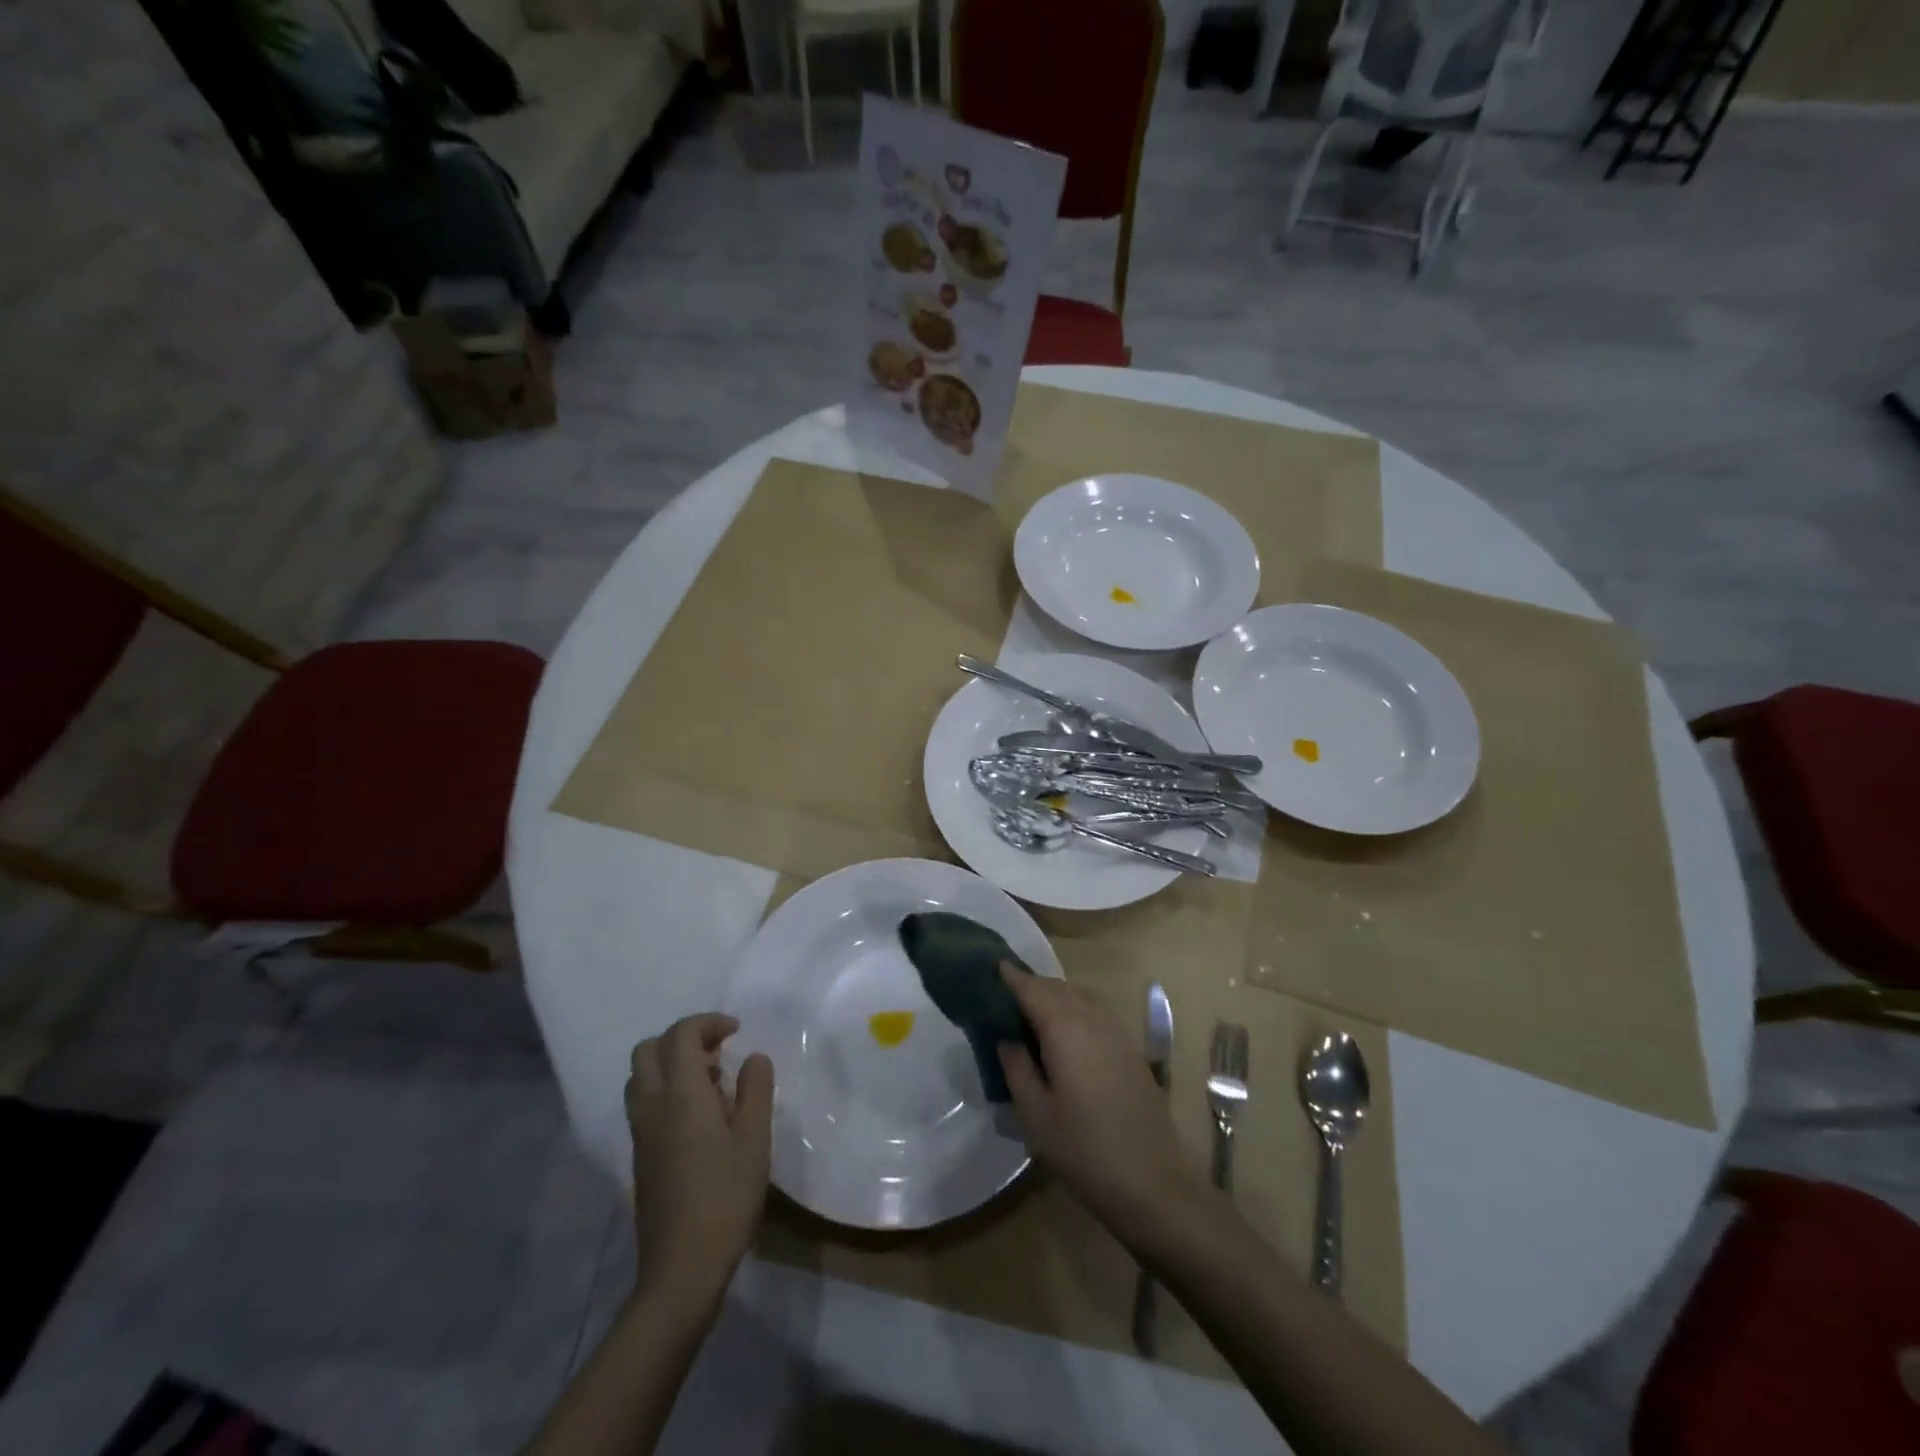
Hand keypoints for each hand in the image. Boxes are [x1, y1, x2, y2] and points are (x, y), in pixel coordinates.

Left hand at [625, 1014, 772, 1309]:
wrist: (681, 1269)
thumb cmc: (725, 1197)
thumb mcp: (755, 1140)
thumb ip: (756, 1089)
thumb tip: (753, 1057)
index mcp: (681, 1095)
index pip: (680, 1036)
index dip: (707, 1023)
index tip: (736, 1030)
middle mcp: (652, 1106)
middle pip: (648, 1050)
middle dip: (682, 1038)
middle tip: (718, 1050)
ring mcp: (641, 1133)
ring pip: (641, 1077)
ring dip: (671, 1064)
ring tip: (711, 1082)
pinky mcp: (640, 1156)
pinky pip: (644, 1102)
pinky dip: (666, 1090)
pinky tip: (700, 1116)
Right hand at [997, 968, 1206, 1254]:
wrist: (1152, 1182)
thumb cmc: (1084, 1150)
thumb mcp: (1035, 1114)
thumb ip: (1016, 1068)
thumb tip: (1007, 1038)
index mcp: (1065, 1027)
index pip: (1032, 988)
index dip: (1010, 976)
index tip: (990, 968)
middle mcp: (1092, 1018)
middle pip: (1057, 987)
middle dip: (1031, 986)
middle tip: (1004, 997)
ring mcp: (1117, 1032)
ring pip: (1079, 997)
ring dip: (1054, 997)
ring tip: (1031, 1015)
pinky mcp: (1130, 1049)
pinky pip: (1095, 1012)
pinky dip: (1074, 1010)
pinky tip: (1064, 1036)